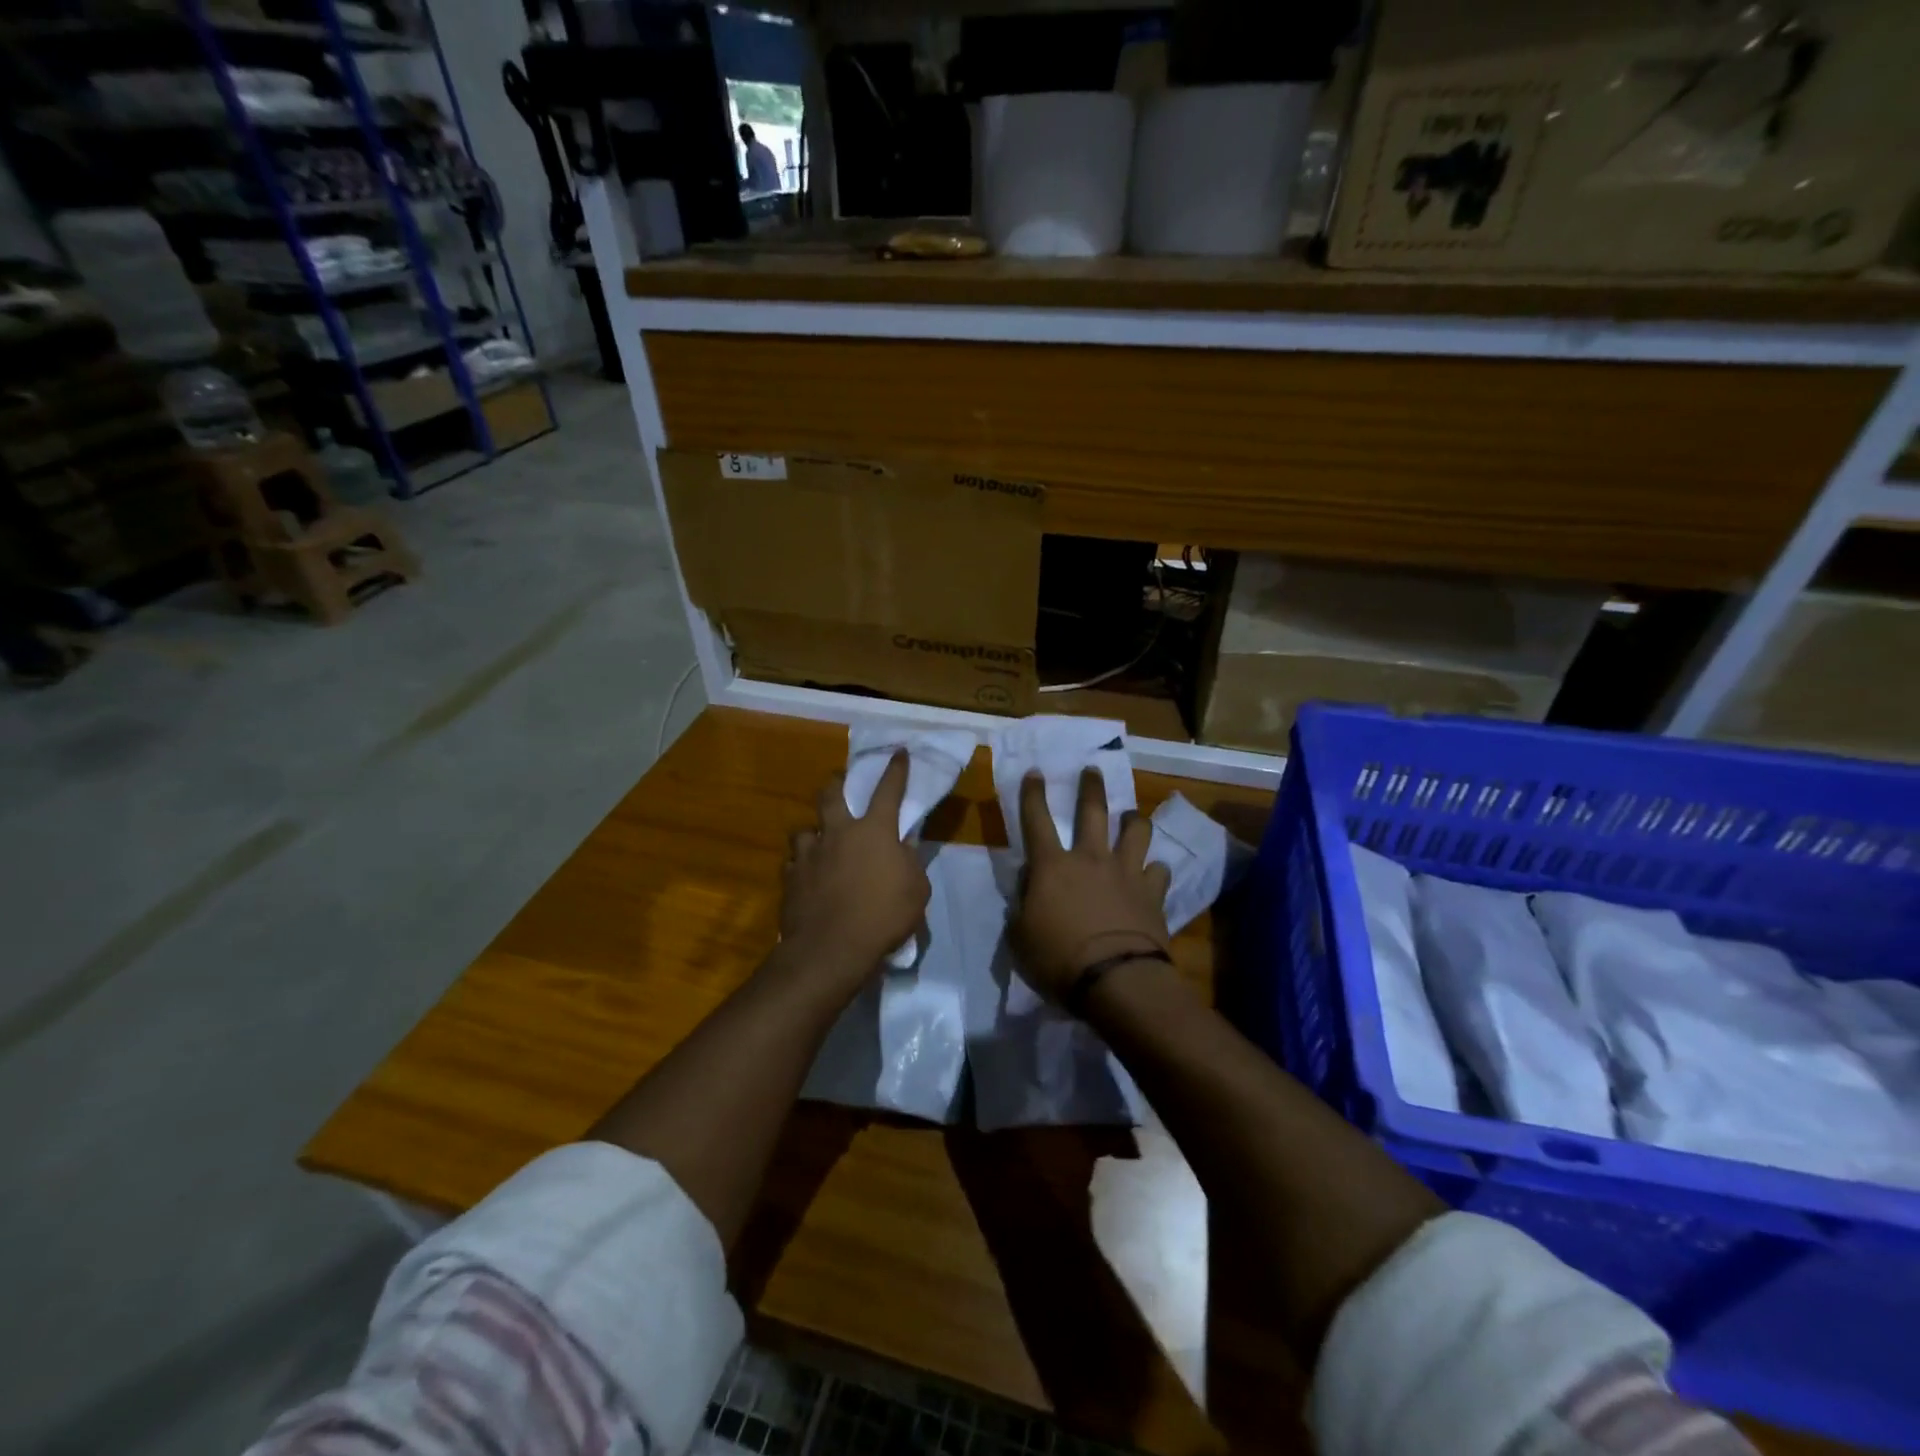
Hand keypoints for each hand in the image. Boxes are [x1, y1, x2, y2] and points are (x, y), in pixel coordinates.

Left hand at [780, 750, 930, 990]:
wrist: (831, 948)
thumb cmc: (883, 917)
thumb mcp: (916, 889)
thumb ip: (910, 862)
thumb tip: (903, 846)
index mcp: (874, 831)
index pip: (888, 790)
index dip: (895, 769)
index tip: (898, 752)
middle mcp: (838, 832)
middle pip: (831, 794)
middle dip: (836, 783)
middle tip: (839, 782)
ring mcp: (809, 854)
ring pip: (803, 829)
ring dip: (812, 832)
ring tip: (817, 841)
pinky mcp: (789, 878)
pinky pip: (792, 863)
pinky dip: (800, 865)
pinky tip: (805, 875)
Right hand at [1010, 769, 1171, 1002]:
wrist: (1116, 980)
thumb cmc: (1058, 960)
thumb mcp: (1020, 936)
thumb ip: (1022, 905)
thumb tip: (1029, 884)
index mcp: (1052, 866)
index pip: (1036, 820)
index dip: (1032, 794)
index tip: (1035, 772)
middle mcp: (1091, 858)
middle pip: (1092, 811)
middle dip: (1091, 787)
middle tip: (1093, 770)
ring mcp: (1126, 872)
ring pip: (1136, 831)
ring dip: (1134, 820)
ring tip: (1132, 817)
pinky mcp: (1153, 893)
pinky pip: (1159, 871)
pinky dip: (1155, 870)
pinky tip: (1154, 874)